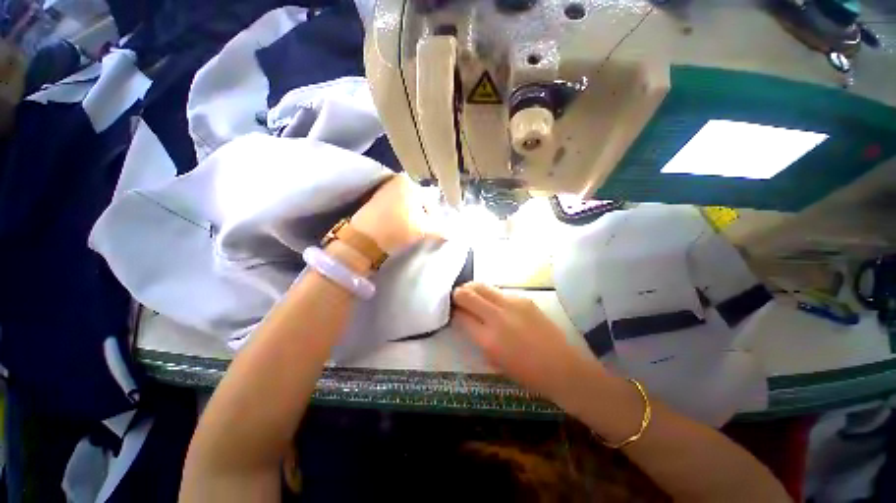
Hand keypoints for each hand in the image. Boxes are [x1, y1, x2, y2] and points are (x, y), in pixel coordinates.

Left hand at [351, 175, 438, 253]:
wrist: (364, 239)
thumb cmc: (398, 229)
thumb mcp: (425, 230)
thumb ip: (441, 230)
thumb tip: (451, 233)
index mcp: (409, 182)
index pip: (430, 203)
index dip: (434, 220)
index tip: (432, 233)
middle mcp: (396, 180)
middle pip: (417, 203)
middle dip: (421, 217)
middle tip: (421, 232)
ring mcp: (383, 188)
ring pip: (406, 205)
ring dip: (410, 217)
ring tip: (409, 232)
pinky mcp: (373, 198)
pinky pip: (394, 207)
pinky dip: (398, 215)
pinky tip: (397, 227)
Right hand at [452, 283, 605, 404]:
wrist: (562, 367)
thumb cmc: (526, 373)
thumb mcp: (494, 360)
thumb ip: (477, 337)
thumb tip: (466, 320)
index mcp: (488, 339)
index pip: (461, 316)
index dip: (454, 312)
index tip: (453, 311)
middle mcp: (497, 317)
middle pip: (467, 294)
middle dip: (458, 294)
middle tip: (458, 298)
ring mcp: (512, 304)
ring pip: (482, 286)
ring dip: (473, 289)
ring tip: (473, 295)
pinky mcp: (524, 298)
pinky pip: (500, 292)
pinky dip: (491, 295)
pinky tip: (496, 304)